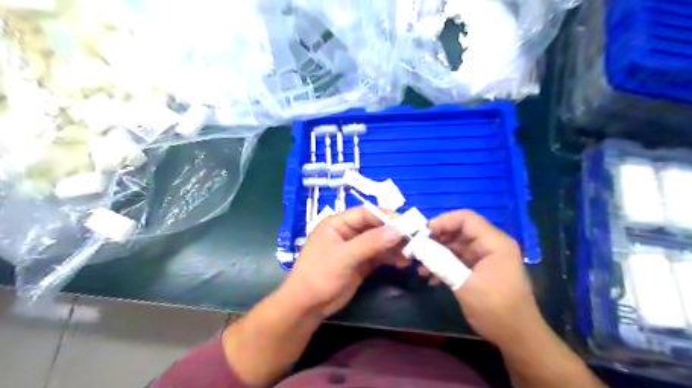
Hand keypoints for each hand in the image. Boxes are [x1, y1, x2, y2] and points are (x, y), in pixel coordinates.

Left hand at [277, 206, 402, 318]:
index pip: (365, 213)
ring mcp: (354, 249)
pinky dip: (390, 258)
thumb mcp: (345, 256)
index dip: (386, 216)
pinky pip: (378, 256)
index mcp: (337, 224)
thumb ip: (371, 242)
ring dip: (394, 246)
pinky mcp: (360, 264)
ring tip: (412, 252)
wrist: (308, 305)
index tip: (406, 223)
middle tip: (414, 238)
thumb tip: (398, 229)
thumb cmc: (320, 274)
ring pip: (378, 242)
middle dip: (393, 232)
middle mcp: (347, 233)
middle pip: (374, 227)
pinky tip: (403, 261)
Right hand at [428, 211, 539, 349]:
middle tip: (416, 249)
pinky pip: (458, 259)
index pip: (466, 218)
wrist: (517, 338)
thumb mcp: (465, 285)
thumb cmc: (496, 310)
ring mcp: (485, 257)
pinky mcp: (480, 269)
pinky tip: (429, 277)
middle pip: (459, 231)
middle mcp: (491, 245)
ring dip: (437, 253)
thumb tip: (417, 247)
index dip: (443, 221)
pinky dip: (443, 265)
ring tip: (419, 265)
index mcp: (495, 243)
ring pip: (456, 245)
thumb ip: (441, 262)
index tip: (422, 233)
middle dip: (436, 238)